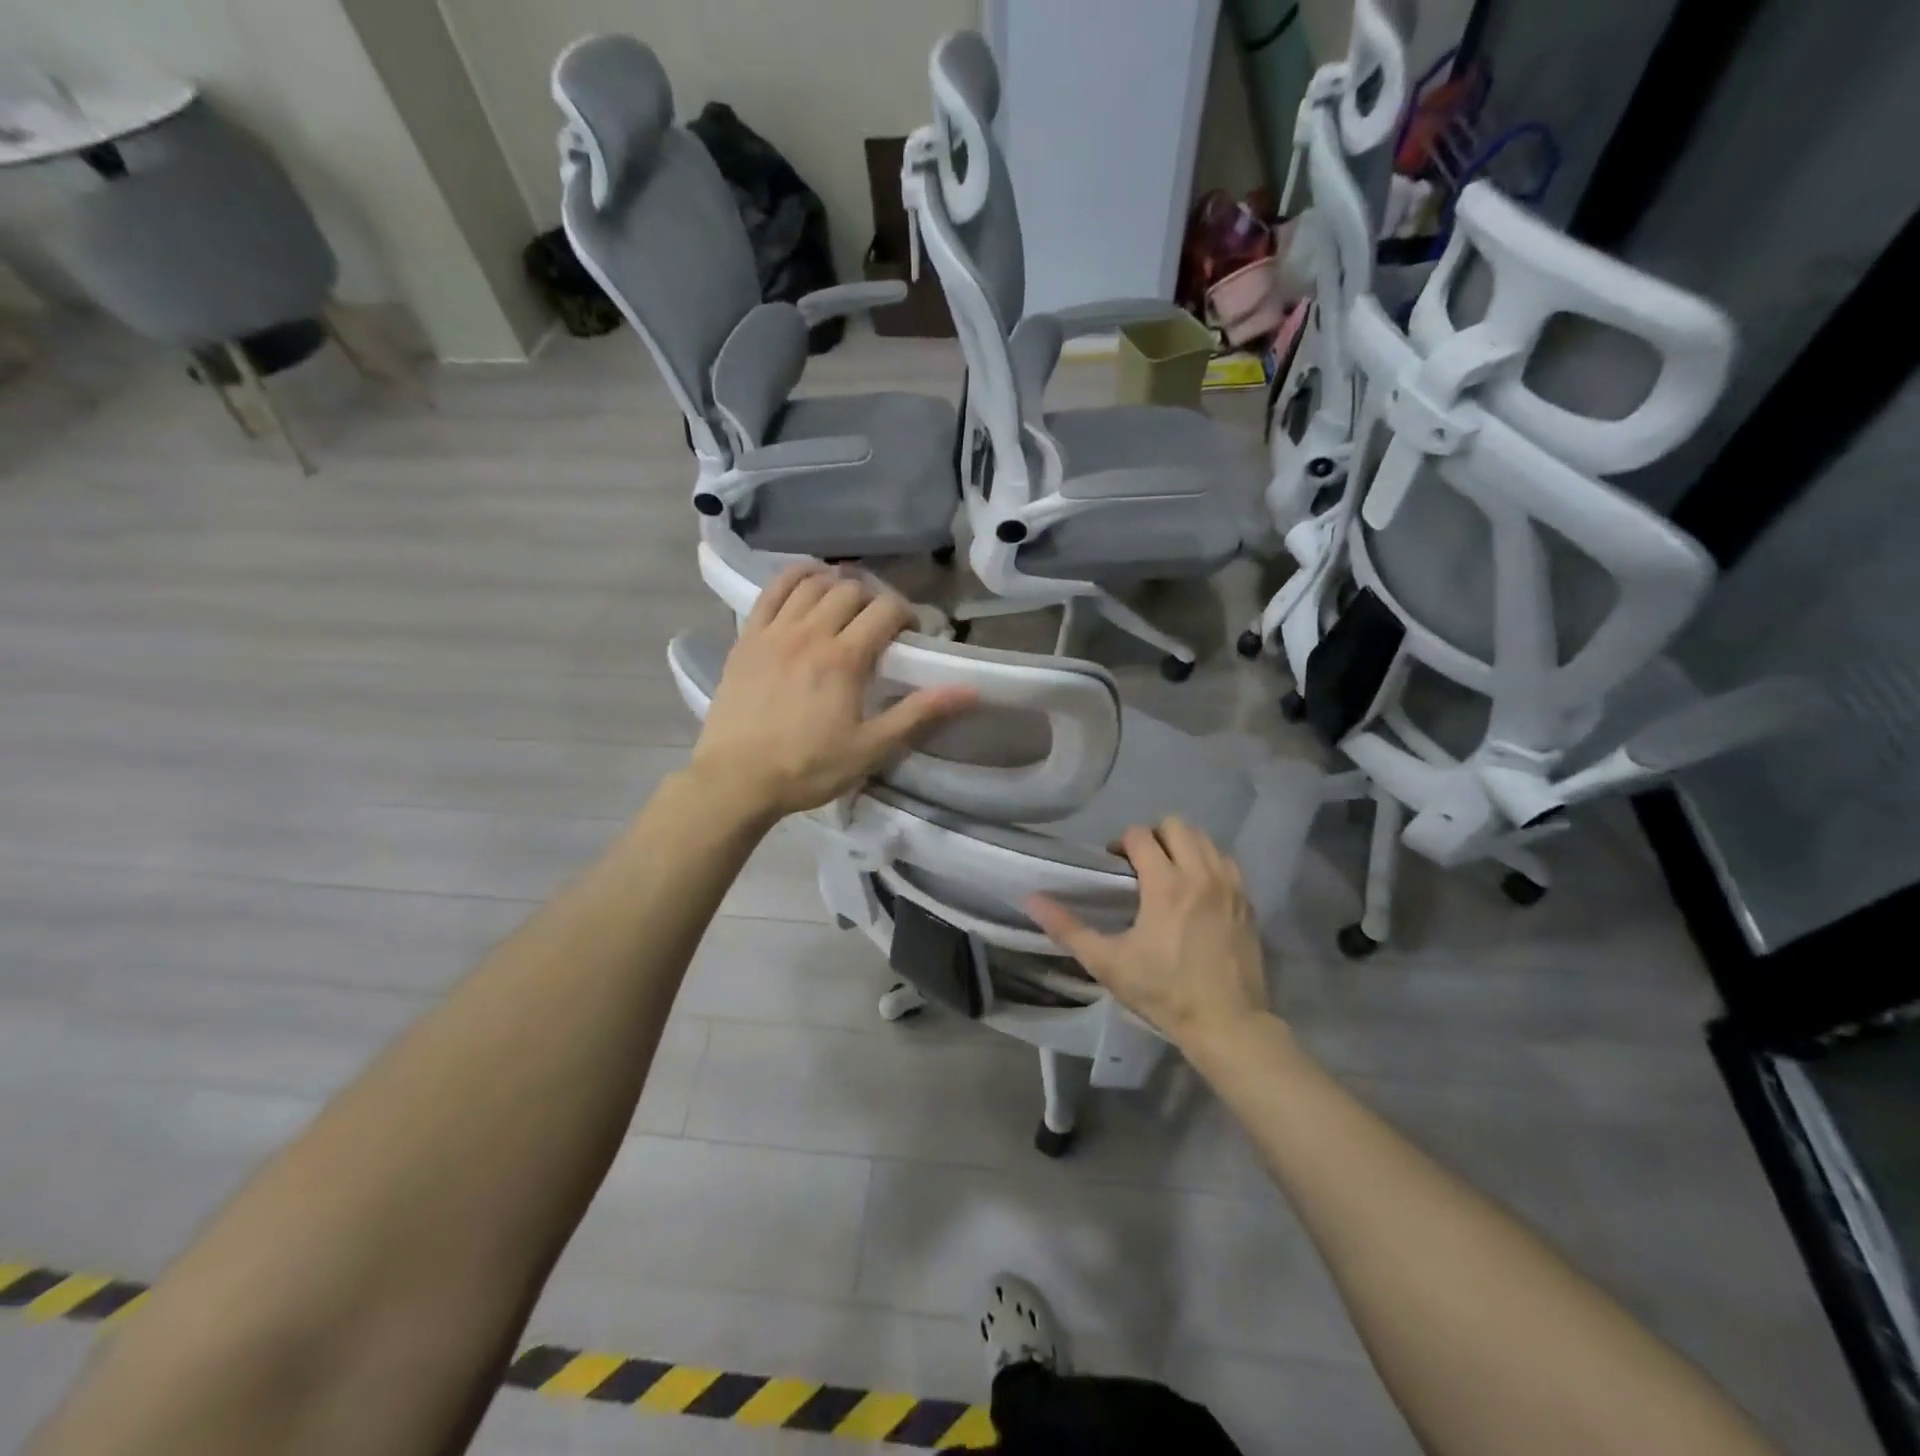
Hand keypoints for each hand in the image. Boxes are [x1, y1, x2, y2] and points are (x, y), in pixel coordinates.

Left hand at [691, 564, 976, 820]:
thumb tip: (970, 691)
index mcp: (844, 659)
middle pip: (851, 591)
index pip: (885, 611)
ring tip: (848, 601)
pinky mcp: (747, 637)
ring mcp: (774, 631)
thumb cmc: (808, 768)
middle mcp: (810, 633)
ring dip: (837, 583)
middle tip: (880, 624)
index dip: (906, 614)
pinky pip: (772, 590)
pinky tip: (808, 579)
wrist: (735, 779)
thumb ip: (919, 714)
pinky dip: (794, 576)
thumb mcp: (871, 749)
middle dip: (874, 600)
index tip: (911, 634)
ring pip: (813, 583)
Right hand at [1025, 817, 1270, 1052]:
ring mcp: (1230, 886)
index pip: (1140, 835)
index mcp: (1166, 884)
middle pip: (1176, 825)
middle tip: (1141, 865)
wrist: (1228, 1024)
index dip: (1121, 843)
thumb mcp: (1108, 963)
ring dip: (1183, 846)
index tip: (1114, 867)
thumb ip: (1067, 929)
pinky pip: (1227, 861)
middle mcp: (1201, 875)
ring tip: (1169, 874)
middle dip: (1153, 836)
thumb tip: (1031, 899)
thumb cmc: (1163, 992)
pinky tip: (1197, 890)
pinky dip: (1209, 862)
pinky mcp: (1248, 902)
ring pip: (1206, 839)